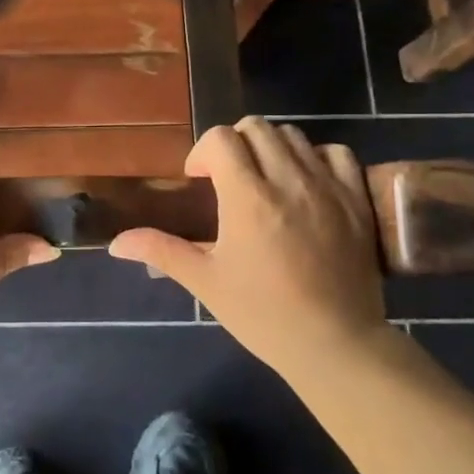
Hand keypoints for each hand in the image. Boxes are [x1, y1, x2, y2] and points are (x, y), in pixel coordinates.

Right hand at [109, 117, 387, 375]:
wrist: (336, 344)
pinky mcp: (357, 200)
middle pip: (256, 128)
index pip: (221, 138)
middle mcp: (288, 181)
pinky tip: (306, 182)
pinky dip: (316, 157)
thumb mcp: (206, 282)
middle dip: (234, 144)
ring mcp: (328, 187)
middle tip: (228, 178)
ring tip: (265, 180)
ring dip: (271, 148)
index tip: (200, 181)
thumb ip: (161, 251)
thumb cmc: (263, 314)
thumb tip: (116, 243)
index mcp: (247, 198)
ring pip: (294, 136)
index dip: (203, 152)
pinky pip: (337, 153)